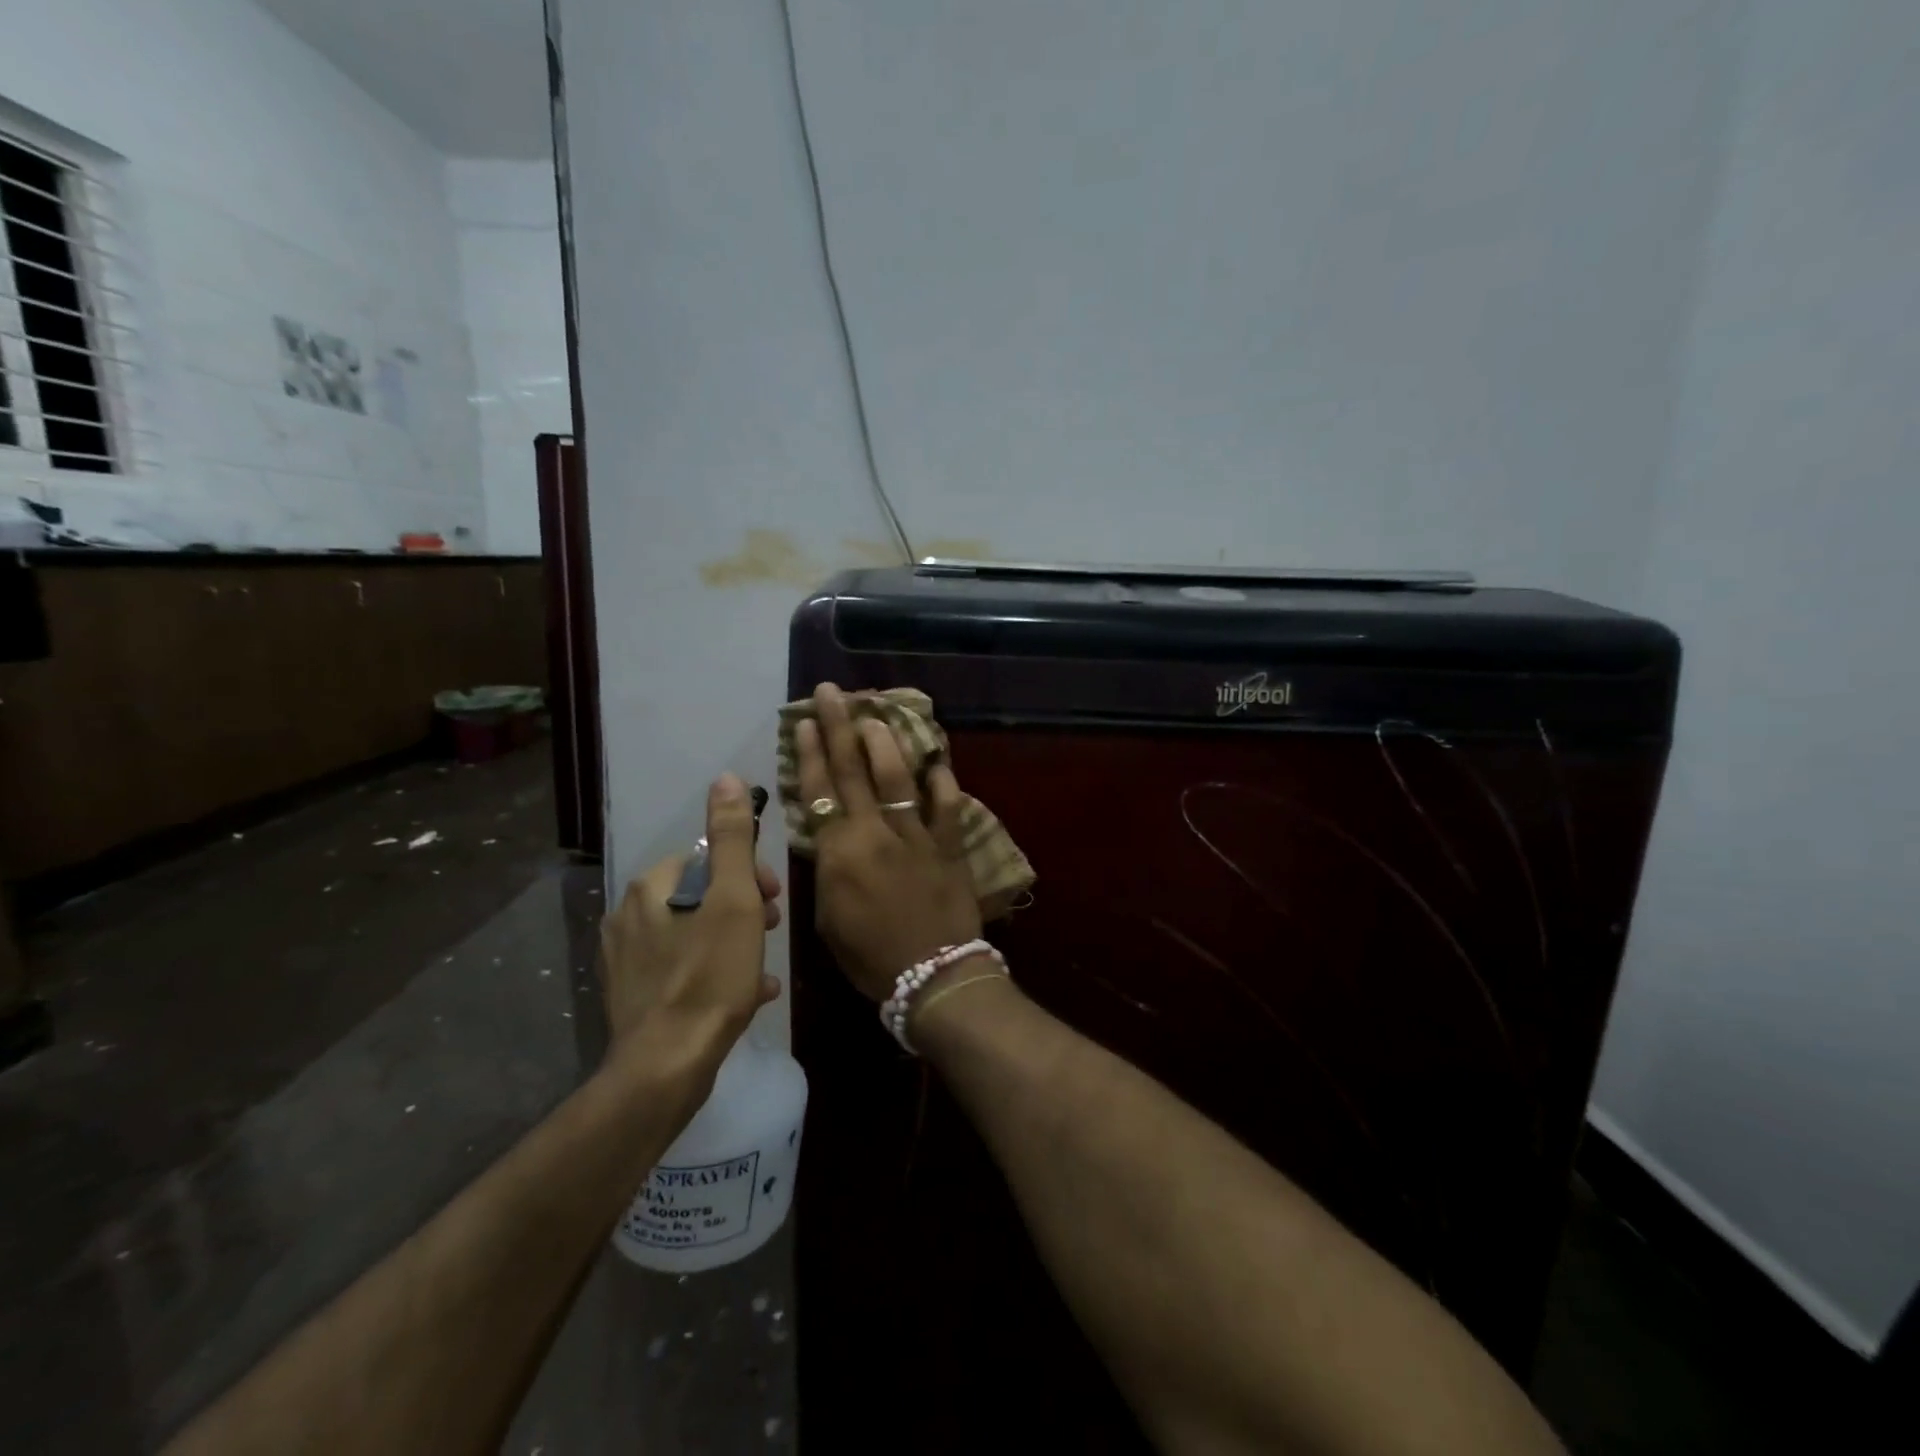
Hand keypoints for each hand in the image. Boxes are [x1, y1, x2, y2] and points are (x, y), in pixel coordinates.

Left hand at [599, 774, 782, 1059]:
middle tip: (770, 933)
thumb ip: (731, 837)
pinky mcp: (629, 995)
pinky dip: (711, 972)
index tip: (775, 900)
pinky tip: (743, 996)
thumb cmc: (710, 972)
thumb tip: (725, 778)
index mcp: (652, 886)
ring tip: (760, 970)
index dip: (748, 875)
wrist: (666, 1064)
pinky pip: (680, 969)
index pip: (707, 858)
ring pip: (692, 934)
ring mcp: (625, 958)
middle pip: (700, 896)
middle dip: (742, 908)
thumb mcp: (735, 898)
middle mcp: (628, 914)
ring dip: (731, 942)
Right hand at [795, 683, 983, 1001]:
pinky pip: (947, 806)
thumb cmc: (871, 958)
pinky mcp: (949, 845)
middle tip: (832, 692)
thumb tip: (831, 840)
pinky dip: (942, 782)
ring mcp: (916, 835)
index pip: (819, 790)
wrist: (934, 976)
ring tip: (875, 715)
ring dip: (885, 741)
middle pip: (853, 770)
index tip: (804, 721)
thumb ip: (828, 871)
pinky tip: (936, 762)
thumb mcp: (828, 919)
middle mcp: (876, 832)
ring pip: (898, 777)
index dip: (810, 753)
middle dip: (839, 726)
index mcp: (840, 852)